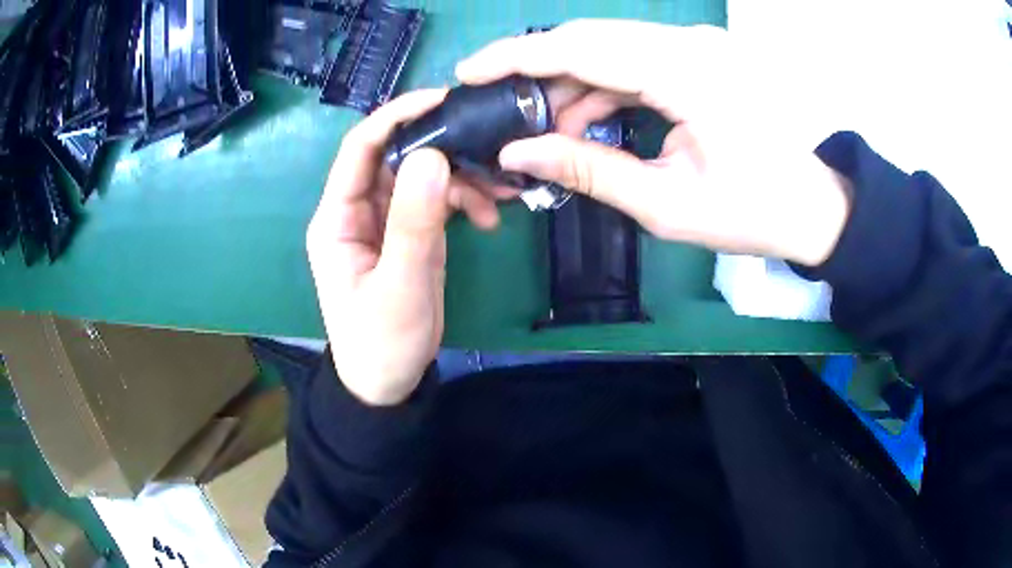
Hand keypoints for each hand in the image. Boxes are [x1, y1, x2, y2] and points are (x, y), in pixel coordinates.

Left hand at [307, 90, 501, 405]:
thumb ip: (414, 222)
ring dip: (461, 178)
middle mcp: (358, 209)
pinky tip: (488, 218)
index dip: (396, 116)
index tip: (443, 100)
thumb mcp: (400, 286)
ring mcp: (385, 219)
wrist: (389, 382)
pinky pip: (436, 200)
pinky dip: (463, 201)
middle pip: (398, 155)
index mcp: (338, 218)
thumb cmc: (383, 342)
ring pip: (423, 175)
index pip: (361, 148)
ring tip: (497, 196)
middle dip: (443, 148)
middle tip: (488, 148)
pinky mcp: (409, 232)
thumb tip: (433, 155)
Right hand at [457, 20, 850, 266]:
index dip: (518, 56)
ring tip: (545, 129)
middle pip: (590, 37)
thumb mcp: (666, 204)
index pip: (584, 46)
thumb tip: (517, 152)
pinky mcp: (697, 56)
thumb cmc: (752, 213)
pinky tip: (584, 119)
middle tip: (499, 106)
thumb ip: (587, 170)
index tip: (469, 72)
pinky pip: (633, 58)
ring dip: (569, 82)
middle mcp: (690, 44)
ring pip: (608, 45)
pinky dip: (600, 85)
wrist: (811, 206)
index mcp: (689, 74)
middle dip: (536, 69)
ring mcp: (696, 46)